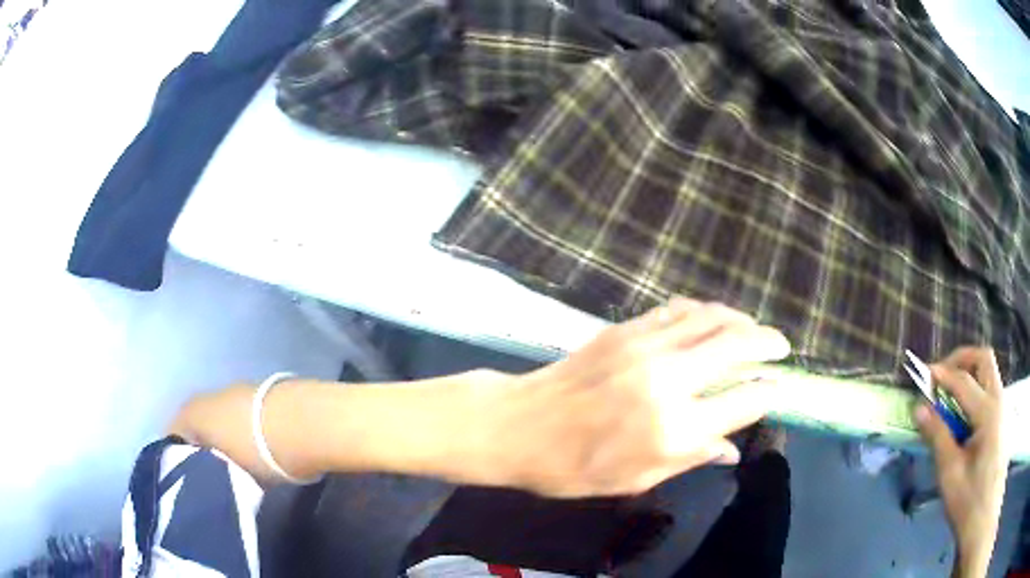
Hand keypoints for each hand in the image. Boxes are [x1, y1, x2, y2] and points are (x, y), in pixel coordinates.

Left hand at [486, 298, 791, 497]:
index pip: (742, 403)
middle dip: (767, 343)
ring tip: (755, 329)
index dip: (767, 394)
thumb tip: (731, 448)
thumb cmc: (573, 468)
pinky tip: (712, 317)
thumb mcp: (635, 479)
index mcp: (674, 430)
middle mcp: (669, 381)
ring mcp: (646, 348)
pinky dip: (704, 311)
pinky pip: (677, 310)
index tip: (777, 389)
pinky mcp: (626, 329)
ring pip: (711, 319)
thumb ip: (689, 459)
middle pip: (736, 347)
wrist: (519, 426)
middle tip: (781, 346)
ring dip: (741, 320)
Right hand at [914, 348, 1007, 577]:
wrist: (985, 516)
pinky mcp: (1002, 418)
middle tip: (941, 376)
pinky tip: (963, 416)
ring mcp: (1002, 407)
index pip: (964, 381)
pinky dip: (975, 390)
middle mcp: (998, 400)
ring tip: (949, 397)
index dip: (942, 374)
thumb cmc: (968, 500)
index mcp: (987, 412)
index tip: (922, 373)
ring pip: (988, 372)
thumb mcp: (950, 473)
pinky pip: (990, 390)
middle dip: (961, 360)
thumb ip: (938, 437)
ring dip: (969, 374)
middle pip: (983, 360)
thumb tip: (920, 409)